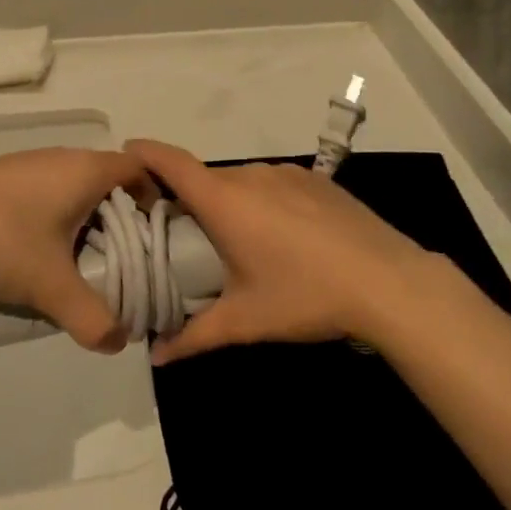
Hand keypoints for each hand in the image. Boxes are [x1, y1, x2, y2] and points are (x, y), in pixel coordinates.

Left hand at [0, 148, 146, 352]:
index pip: (138, 169)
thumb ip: (89, 316)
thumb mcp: (49, 284)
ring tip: (77, 257)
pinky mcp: (3, 174)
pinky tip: (34, 247)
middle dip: (118, 215)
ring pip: (73, 185)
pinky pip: (45, 189)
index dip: (152, 194)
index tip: (152, 228)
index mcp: (87, 171)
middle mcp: (64, 157)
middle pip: (107, 179)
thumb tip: (118, 342)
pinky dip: (53, 214)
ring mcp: (30, 162)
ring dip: (82, 216)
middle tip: (120, 255)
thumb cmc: (1, 236)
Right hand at [126, 140, 439, 363]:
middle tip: (181, 235)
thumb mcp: (246, 321)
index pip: (172, 163)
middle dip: (188, 200)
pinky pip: (274, 184)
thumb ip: (195, 336)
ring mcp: (288, 173)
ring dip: (229, 204)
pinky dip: (263, 202)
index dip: (144, 153)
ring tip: (234, 243)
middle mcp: (252, 176)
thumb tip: (157, 355)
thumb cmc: (305, 295)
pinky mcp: (317, 180)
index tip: (124, 154)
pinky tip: (281, 237)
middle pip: (206, 179)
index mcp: (226, 200)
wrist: (386, 280)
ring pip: (242, 182)